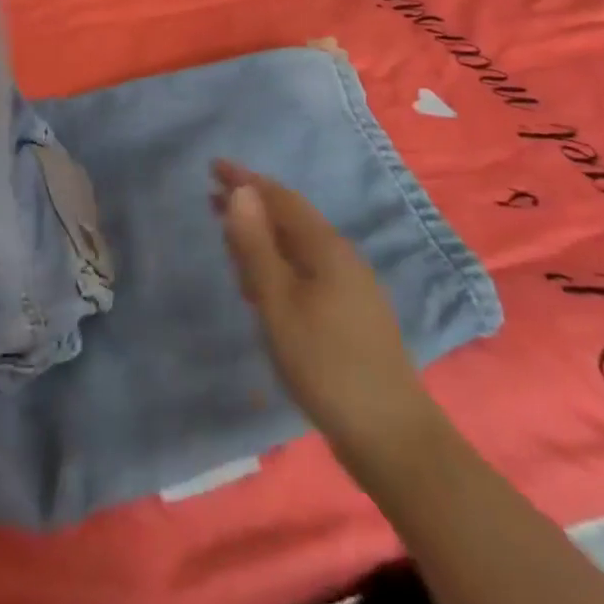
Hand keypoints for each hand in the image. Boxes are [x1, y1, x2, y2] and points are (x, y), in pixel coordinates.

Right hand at [215, 160, 439, 480]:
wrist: (391, 436)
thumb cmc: (325, 364)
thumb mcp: (278, 303)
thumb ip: (256, 246)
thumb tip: (241, 191)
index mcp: (326, 248)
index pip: (280, 198)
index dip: (246, 180)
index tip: (214, 167)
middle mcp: (341, 257)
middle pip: (291, 219)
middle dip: (252, 206)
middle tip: (212, 198)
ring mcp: (351, 286)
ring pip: (298, 247)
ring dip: (263, 236)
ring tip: (230, 237)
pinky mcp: (351, 313)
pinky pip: (306, 270)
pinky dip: (277, 264)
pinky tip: (263, 284)